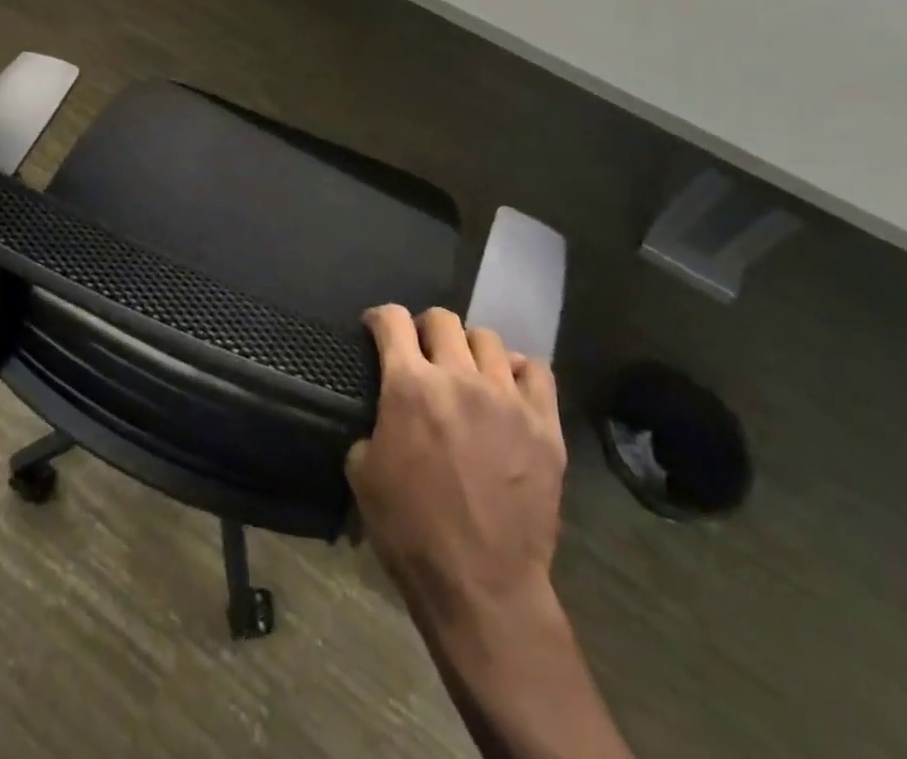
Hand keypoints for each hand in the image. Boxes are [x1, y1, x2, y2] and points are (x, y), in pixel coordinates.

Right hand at [347, 307, 566, 628]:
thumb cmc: (411, 532)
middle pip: (442, 319)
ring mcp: (507, 398)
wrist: (482, 587)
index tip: (376, 330)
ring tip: (467, 372)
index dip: (379, 318)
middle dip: (424, 328)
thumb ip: (370, 425)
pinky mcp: (544, 424)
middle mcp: (459, 378)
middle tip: (421, 352)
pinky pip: (536, 370)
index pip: (392, 320)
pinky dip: (517, 371)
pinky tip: (508, 388)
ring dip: (469, 349)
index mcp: (410, 386)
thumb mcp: (362, 474)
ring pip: (488, 339)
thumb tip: (384, 411)